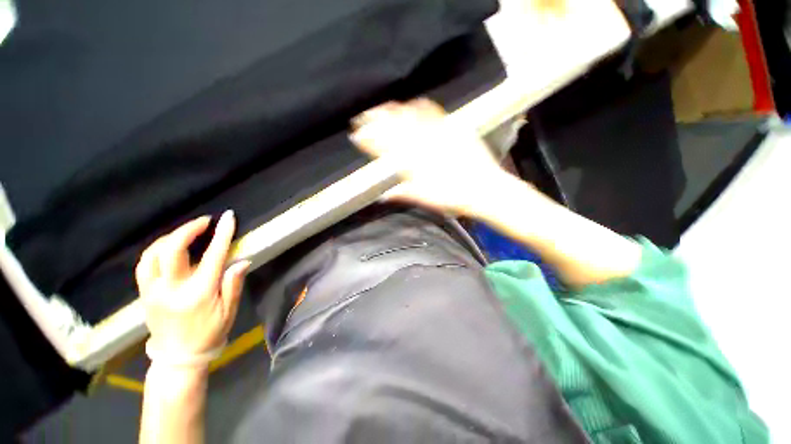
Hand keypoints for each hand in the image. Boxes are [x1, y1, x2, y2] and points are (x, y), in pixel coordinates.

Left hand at [135, 210, 249, 360]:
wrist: (178, 356)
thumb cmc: (209, 332)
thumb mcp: (229, 311)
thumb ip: (234, 284)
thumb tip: (242, 261)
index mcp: (198, 293)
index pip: (213, 256)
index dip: (222, 234)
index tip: (228, 217)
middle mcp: (172, 289)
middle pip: (172, 249)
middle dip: (188, 229)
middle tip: (204, 221)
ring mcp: (153, 291)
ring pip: (152, 254)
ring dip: (170, 237)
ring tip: (187, 232)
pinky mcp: (144, 293)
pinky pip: (144, 264)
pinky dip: (156, 249)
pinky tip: (168, 246)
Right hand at [350, 99, 506, 214]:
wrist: (484, 188)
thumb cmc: (453, 197)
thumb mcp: (425, 199)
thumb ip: (404, 194)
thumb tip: (385, 195)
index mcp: (414, 164)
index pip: (386, 149)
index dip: (369, 141)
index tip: (357, 136)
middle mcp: (423, 146)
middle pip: (394, 129)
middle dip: (375, 121)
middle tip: (362, 116)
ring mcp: (438, 134)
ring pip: (410, 118)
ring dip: (393, 111)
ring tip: (382, 107)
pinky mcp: (452, 129)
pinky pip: (433, 112)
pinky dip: (420, 106)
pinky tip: (414, 102)